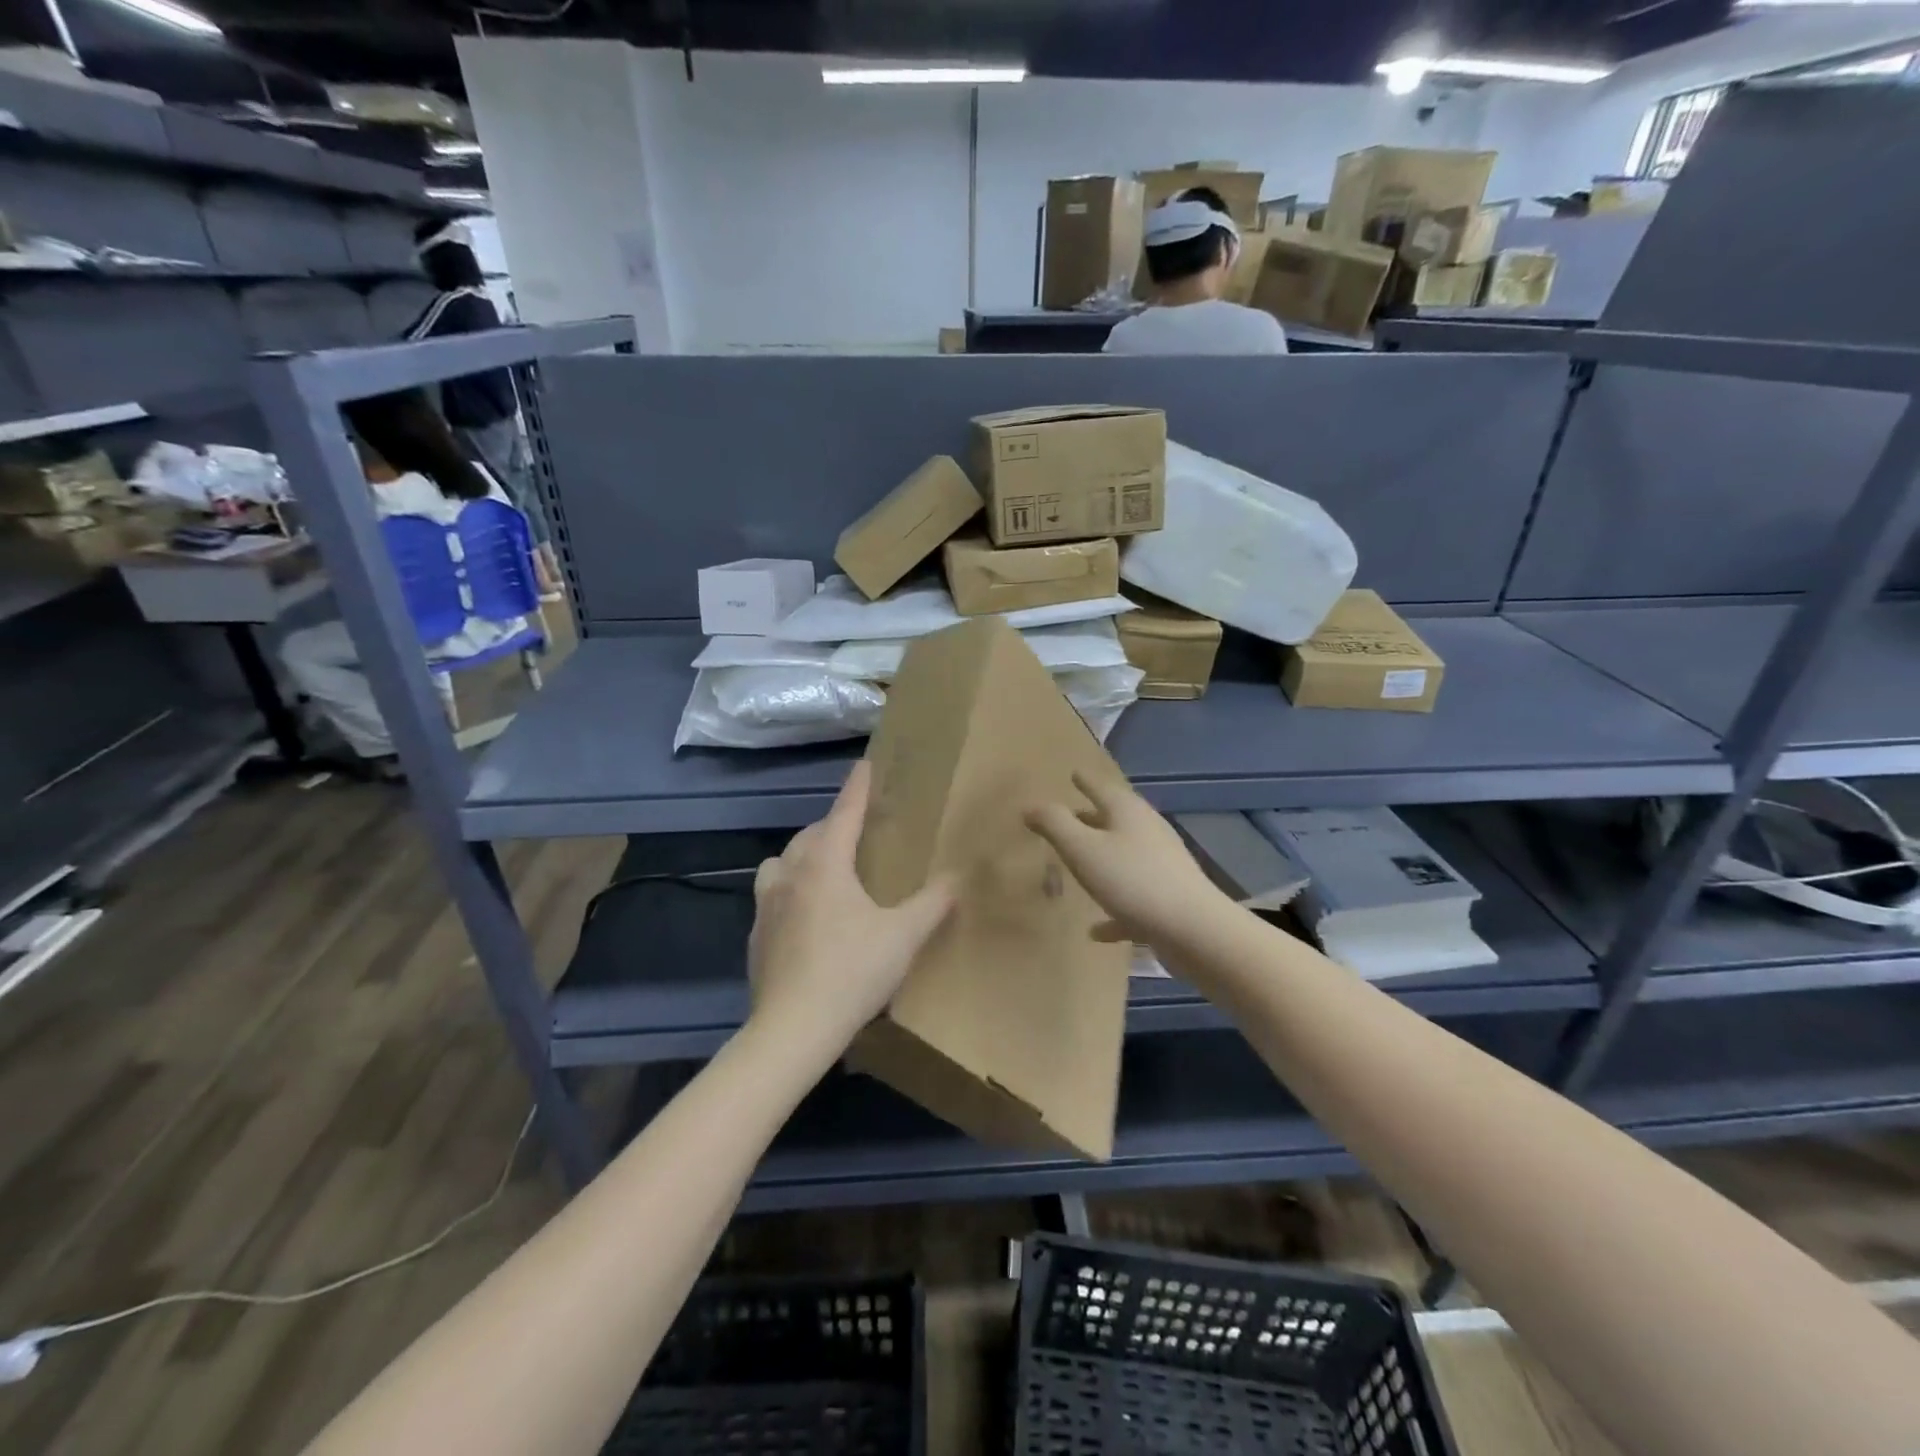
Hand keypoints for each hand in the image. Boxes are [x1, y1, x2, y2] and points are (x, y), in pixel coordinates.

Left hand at [746, 760, 956, 1058]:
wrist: (793, 1029)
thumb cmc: (852, 972)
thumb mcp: (903, 936)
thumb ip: (932, 904)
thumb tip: (956, 878)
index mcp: (825, 864)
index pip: (844, 813)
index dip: (858, 788)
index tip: (864, 764)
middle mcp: (790, 874)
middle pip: (811, 834)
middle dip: (833, 824)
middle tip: (857, 830)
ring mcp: (765, 905)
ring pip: (782, 862)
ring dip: (803, 855)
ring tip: (826, 870)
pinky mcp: (755, 936)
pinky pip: (771, 895)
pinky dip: (790, 890)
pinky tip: (806, 917)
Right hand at [1026, 772, 1228, 949]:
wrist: (1193, 929)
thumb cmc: (1132, 880)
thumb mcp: (1082, 849)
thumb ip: (1054, 824)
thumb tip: (1031, 806)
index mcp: (1127, 812)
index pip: (1101, 787)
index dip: (1085, 781)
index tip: (1074, 773)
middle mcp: (1147, 831)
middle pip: (1115, 819)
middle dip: (1091, 818)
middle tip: (1070, 816)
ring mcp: (1162, 865)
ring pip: (1125, 855)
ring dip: (1103, 859)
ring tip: (1080, 865)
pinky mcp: (1169, 898)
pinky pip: (1133, 898)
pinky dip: (1114, 907)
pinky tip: (1096, 930)